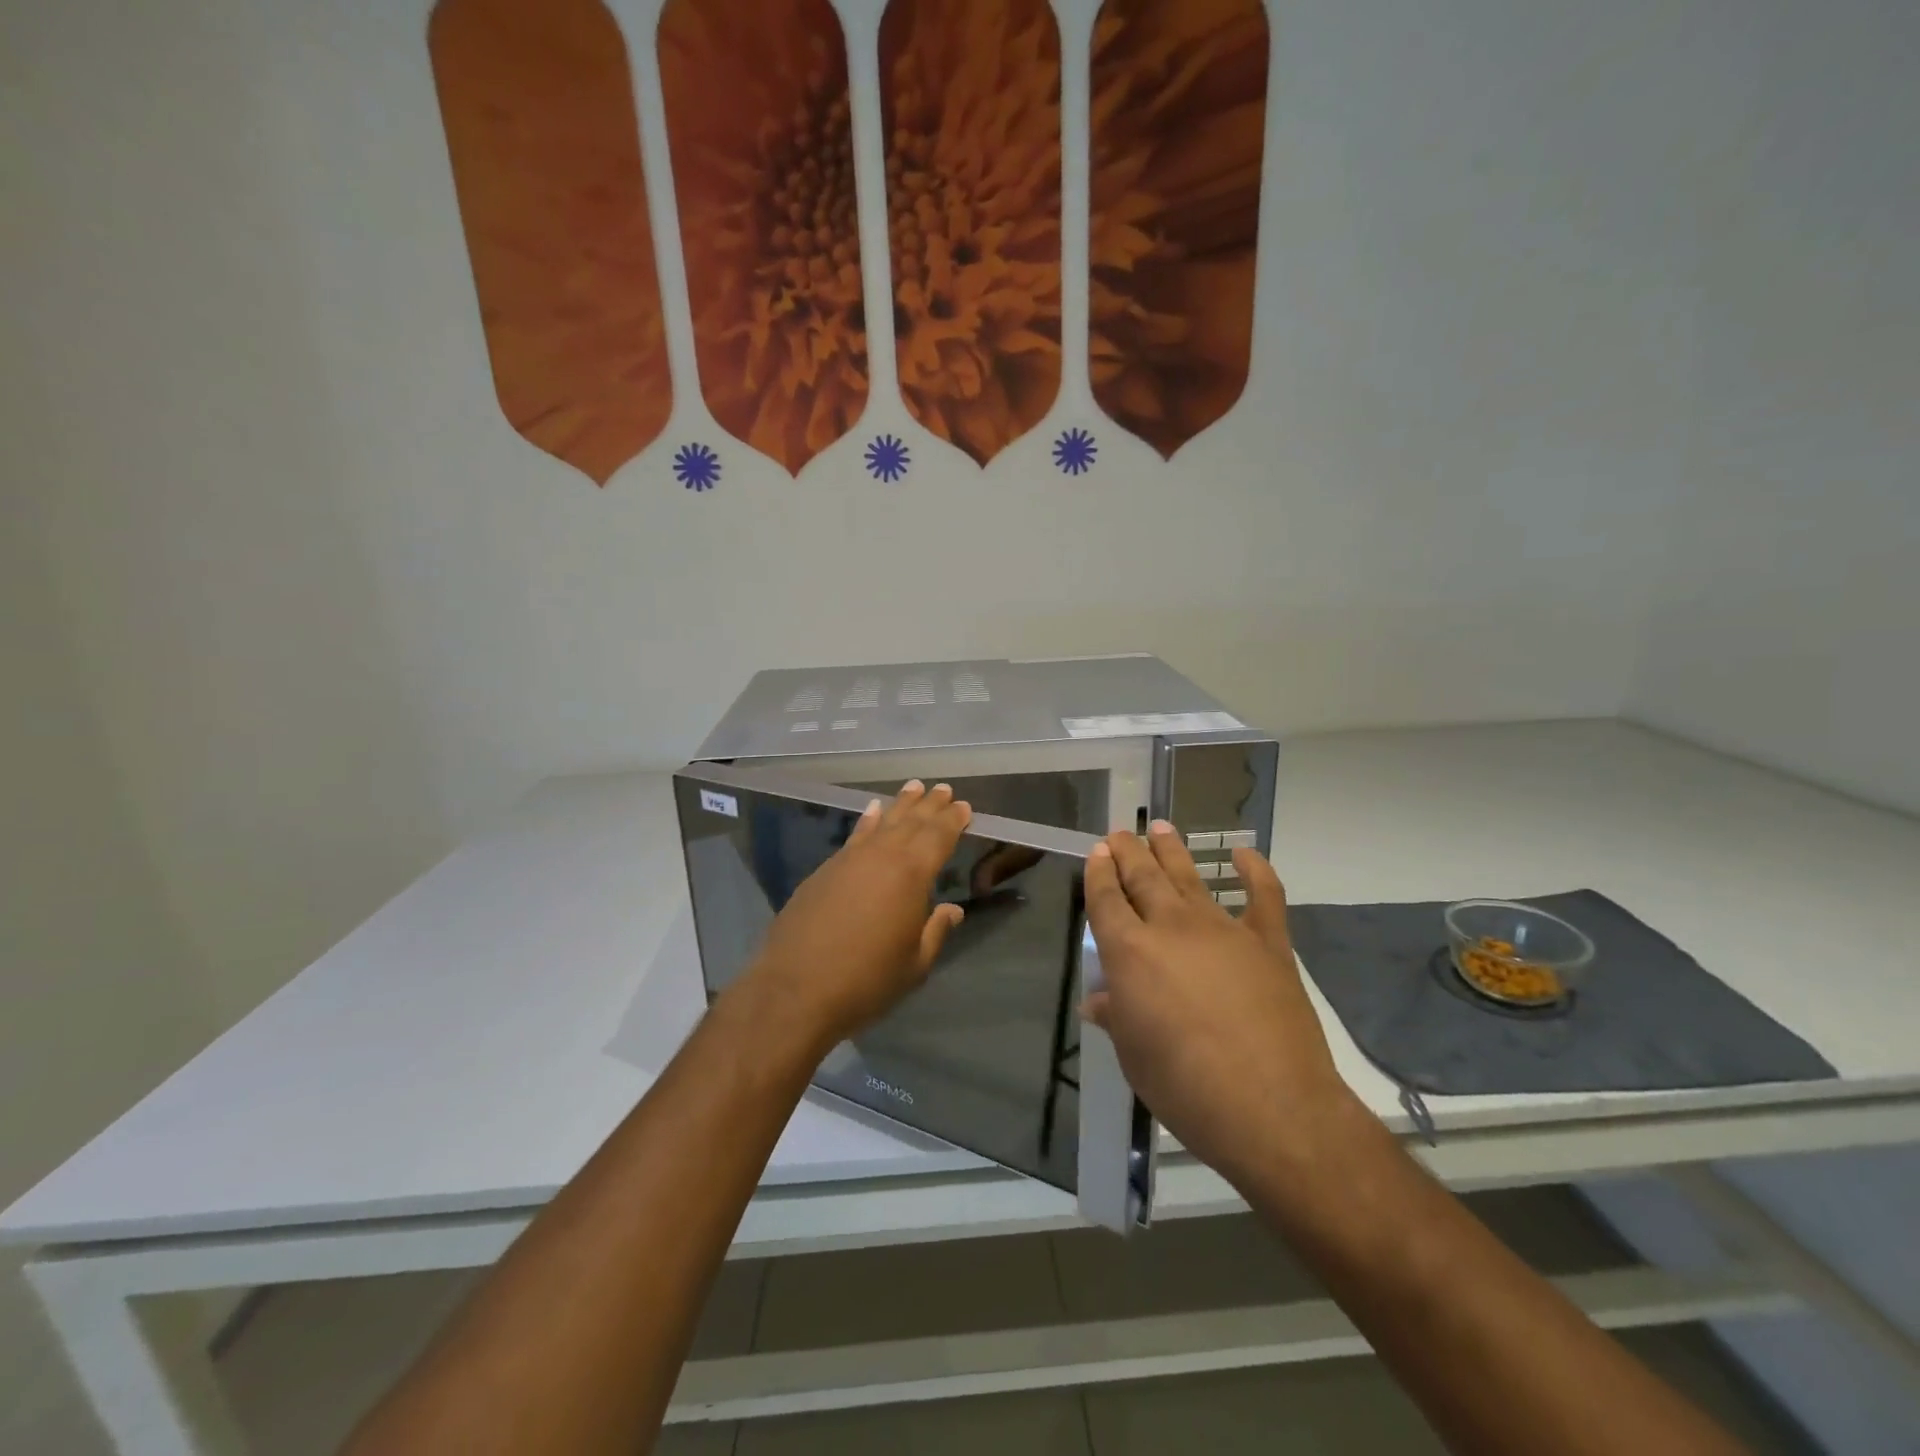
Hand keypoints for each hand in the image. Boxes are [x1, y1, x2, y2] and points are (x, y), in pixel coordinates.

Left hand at [741, 781, 971, 1052]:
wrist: (795, 989)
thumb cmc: (866, 980)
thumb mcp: (914, 964)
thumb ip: (935, 931)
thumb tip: (952, 910)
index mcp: (911, 875)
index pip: (938, 837)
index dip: (952, 820)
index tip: (963, 806)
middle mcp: (881, 856)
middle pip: (911, 822)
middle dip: (929, 805)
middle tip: (942, 789)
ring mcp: (849, 860)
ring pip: (882, 822)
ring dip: (900, 805)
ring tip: (914, 787)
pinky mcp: (824, 870)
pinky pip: (855, 835)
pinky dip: (868, 820)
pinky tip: (872, 811)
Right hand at [1081, 822, 1355, 1187]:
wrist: (1271, 1106)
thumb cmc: (1185, 1086)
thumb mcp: (1134, 1055)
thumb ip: (1116, 1017)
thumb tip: (1097, 1001)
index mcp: (1130, 951)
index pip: (1105, 899)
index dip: (1098, 873)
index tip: (1097, 852)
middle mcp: (1171, 927)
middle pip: (1142, 877)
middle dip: (1128, 851)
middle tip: (1120, 833)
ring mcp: (1222, 930)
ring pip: (1190, 877)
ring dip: (1172, 850)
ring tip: (1160, 827)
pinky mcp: (1267, 943)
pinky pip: (1263, 896)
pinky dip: (1255, 871)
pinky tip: (1244, 854)